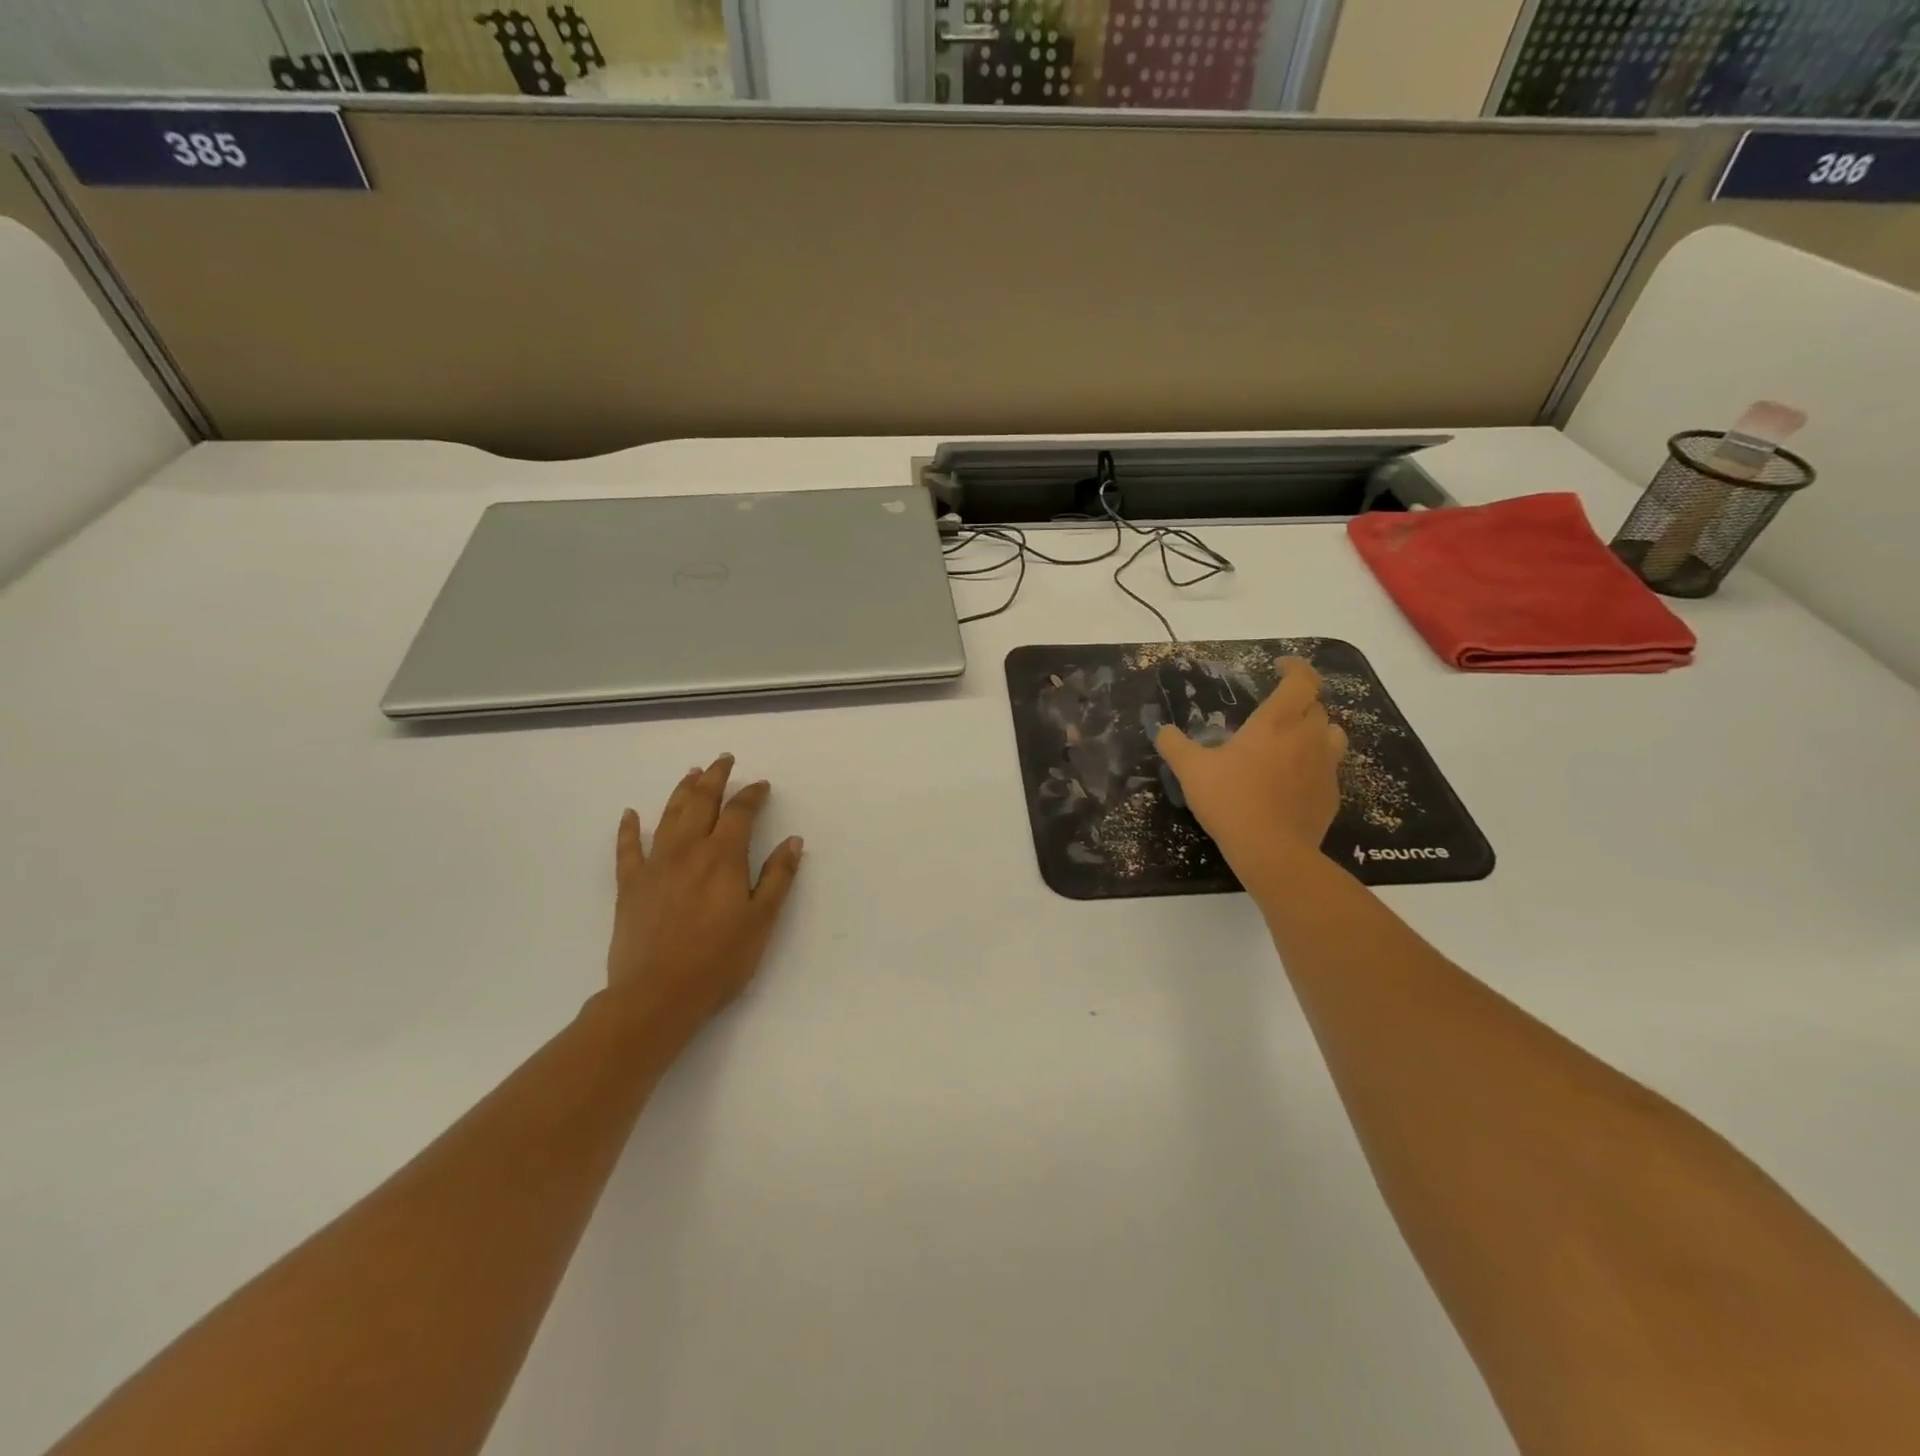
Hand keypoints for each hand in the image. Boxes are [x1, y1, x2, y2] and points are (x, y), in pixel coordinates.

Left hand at [603, 754, 804, 1047]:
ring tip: (691, 774)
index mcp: (723, 857)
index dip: (752, 794)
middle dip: (714, 778)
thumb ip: (778, 877)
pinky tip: (630, 814)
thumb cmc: (719, 961)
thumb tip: (794, 841)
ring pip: (668, 816)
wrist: (657, 995)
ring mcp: (654, 865)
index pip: (740, 812)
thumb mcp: (761, 921)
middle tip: (723, 760)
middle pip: (701, 802)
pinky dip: (628, 829)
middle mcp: (687, 850)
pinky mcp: (629, 886)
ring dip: (681, 791)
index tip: (761, 785)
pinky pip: (627, 849)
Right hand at [1155, 657, 1346, 872]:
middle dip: (1298, 702)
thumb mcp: (1191, 770)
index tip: (1278, 667)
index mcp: (1276, 722)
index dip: (1295, 667)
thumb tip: (1163, 731)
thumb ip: (1174, 745)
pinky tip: (1292, 781)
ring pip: (1331, 735)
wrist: (1271, 850)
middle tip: (1274, 713)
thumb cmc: (1230, 800)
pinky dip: (1314, 766)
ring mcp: (1325, 766)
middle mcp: (1307, 737)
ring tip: (1291, 742)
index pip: (1302, 679)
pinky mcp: (1331, 794)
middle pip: (1316, 706)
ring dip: (1314, 731)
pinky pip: (1328, 769)